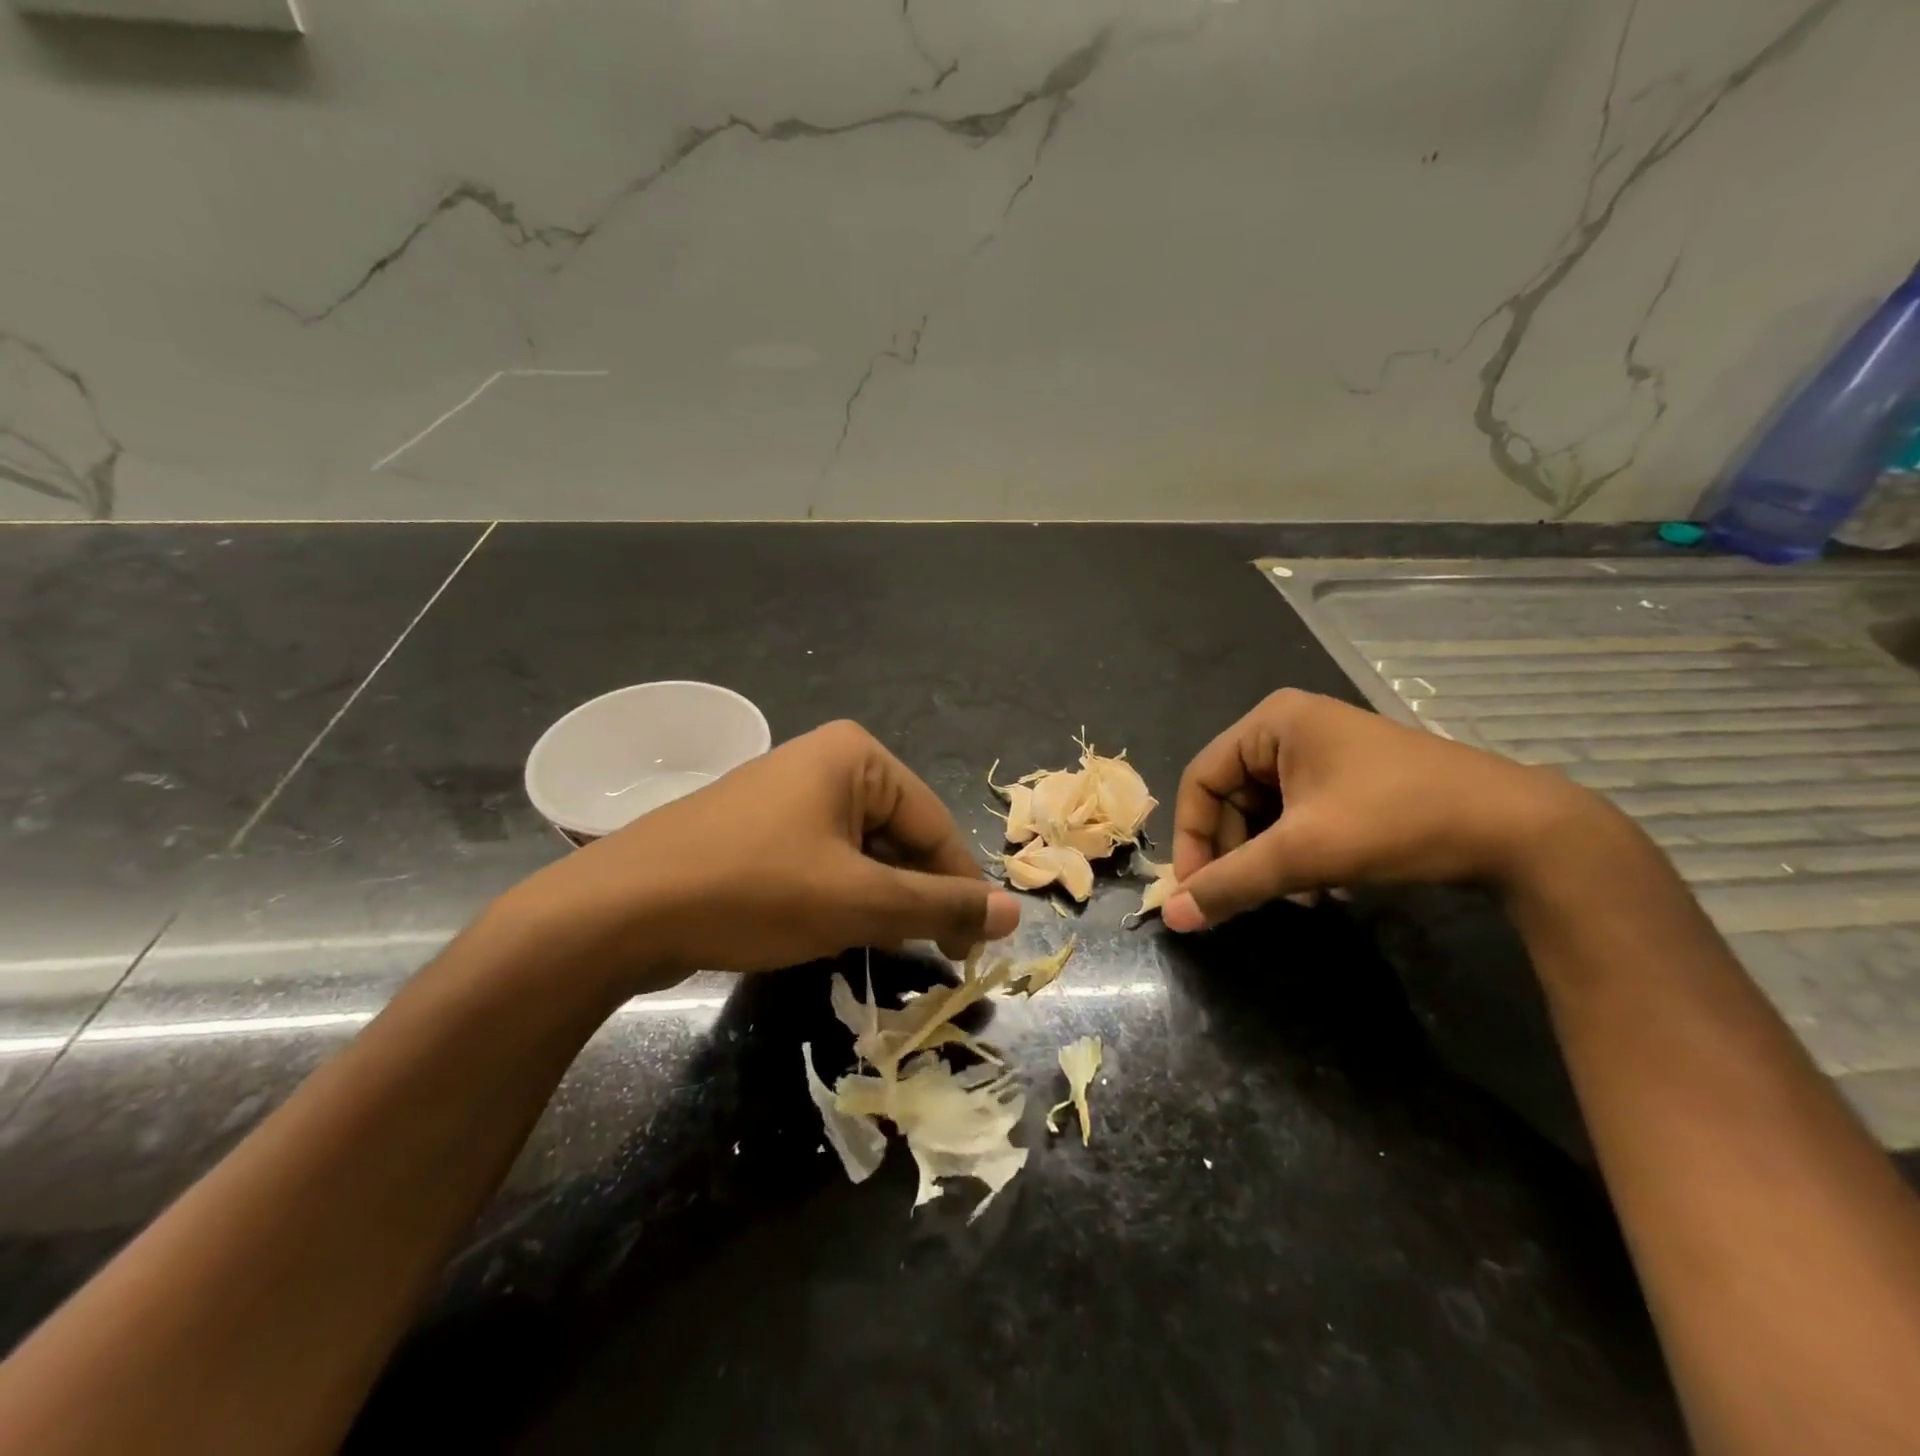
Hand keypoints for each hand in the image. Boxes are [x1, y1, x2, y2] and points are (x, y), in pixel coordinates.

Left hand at [498, 720, 1021, 990]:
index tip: (976, 950)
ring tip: (880, 947)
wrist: (620, 909)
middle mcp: (827, 762)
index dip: (961, 890)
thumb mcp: (858, 901)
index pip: (937, 825)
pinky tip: (832, 931)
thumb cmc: (754, 889)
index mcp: (858, 757)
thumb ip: (939, 905)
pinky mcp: (761, 827)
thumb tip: (1015, 913)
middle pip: (900, 836)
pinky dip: (840, 896)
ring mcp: (788, 793)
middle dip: (916, 897)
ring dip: (879, 901)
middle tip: (935, 958)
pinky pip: (824, 859)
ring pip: (862, 853)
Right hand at [1164, 689, 1596, 931]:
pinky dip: (1297, 854)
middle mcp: (1291, 727)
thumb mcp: (1303, 854)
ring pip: (1265, 812)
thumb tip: (1172, 918)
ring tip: (1295, 897)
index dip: (1192, 838)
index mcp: (1272, 722)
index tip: (1197, 892)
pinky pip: (1297, 816)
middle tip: (1247, 899)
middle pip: (1232, 798)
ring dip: (1268, 859)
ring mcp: (1324, 751)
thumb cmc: (1397, 822)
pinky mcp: (1350, 778)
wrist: (1521, 830)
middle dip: (1238, 853)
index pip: (1201, 780)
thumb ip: (1231, 884)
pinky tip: (1323, 887)